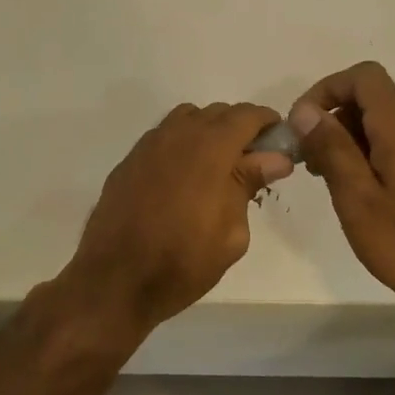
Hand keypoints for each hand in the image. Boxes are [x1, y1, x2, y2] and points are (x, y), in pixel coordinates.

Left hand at [60, 102, 291, 338]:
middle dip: (239, 128)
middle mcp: (177, 136)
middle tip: (253, 161)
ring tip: (218, 167)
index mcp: (209, 148)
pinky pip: (163, 139)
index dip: (267, 122)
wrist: (114, 280)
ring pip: (186, 120)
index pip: (246, 116)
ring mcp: (147, 147)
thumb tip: (274, 158)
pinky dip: (181, 146)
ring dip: (208, 132)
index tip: (279, 141)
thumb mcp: (231, 232)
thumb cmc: (183, 261)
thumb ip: (249, 184)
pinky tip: (184, 179)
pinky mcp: (128, 163)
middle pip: (216, 113)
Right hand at [290, 62, 394, 310]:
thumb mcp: (356, 196)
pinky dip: (369, 154)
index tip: (303, 123)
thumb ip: (332, 147)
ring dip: (349, 139)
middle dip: (333, 118)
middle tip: (308, 158)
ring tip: (326, 178)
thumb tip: (306, 110)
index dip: (327, 89)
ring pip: (384, 125)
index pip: (364, 77)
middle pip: (373, 100)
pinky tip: (356, 190)